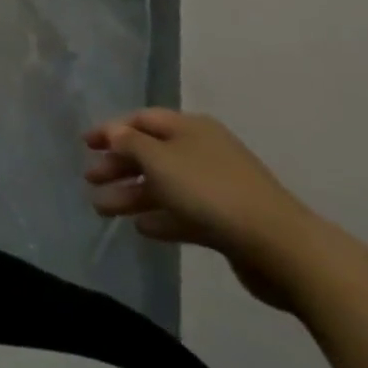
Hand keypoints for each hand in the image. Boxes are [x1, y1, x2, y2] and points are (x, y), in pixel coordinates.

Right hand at [84, 109, 322, 309]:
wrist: (281, 247)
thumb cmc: (211, 191)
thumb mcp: (160, 160)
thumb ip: (130, 143)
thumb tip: (114, 132)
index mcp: (190, 128)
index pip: (141, 120)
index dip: (111, 129)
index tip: (85, 144)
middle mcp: (202, 151)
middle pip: (150, 153)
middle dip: (118, 166)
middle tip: (90, 180)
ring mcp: (216, 187)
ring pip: (164, 186)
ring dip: (132, 195)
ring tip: (102, 209)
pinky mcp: (226, 222)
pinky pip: (183, 213)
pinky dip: (160, 216)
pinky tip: (141, 228)